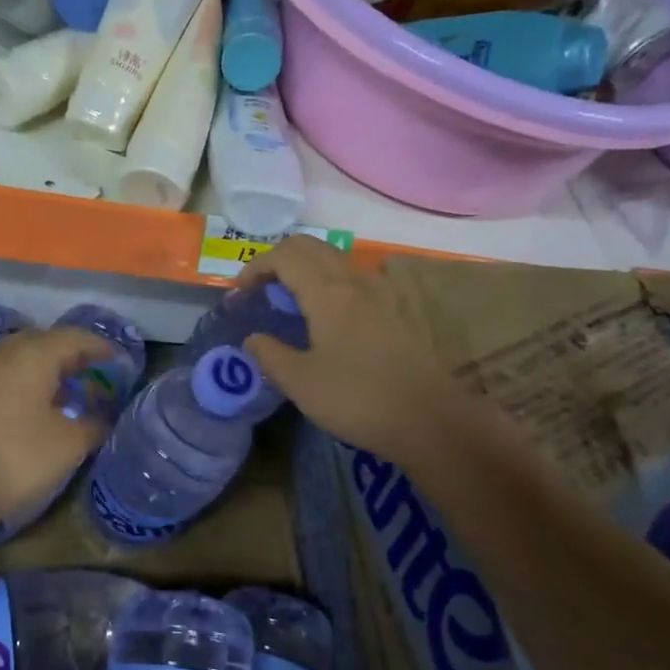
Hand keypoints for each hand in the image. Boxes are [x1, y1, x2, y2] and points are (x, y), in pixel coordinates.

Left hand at [0, 326, 114, 524]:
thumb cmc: (16, 456)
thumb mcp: (68, 444)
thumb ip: (93, 426)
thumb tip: (104, 419)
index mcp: (34, 355)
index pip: (75, 338)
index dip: (100, 347)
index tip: (119, 360)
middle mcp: (5, 353)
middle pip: (45, 342)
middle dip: (72, 354)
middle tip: (95, 372)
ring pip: (22, 358)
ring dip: (48, 368)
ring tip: (70, 389)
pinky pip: (6, 375)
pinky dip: (27, 382)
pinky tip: (38, 406)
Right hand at [235, 237, 470, 468]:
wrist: (431, 421)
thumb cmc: (357, 399)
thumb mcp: (300, 382)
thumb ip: (269, 355)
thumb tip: (252, 339)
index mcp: (328, 292)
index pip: (284, 255)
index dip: (254, 267)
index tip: (239, 295)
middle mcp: (356, 282)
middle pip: (311, 247)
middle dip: (278, 260)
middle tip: (260, 292)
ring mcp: (382, 294)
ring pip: (336, 261)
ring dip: (306, 270)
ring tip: (290, 304)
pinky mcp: (397, 312)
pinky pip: (355, 281)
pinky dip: (330, 284)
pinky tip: (328, 320)